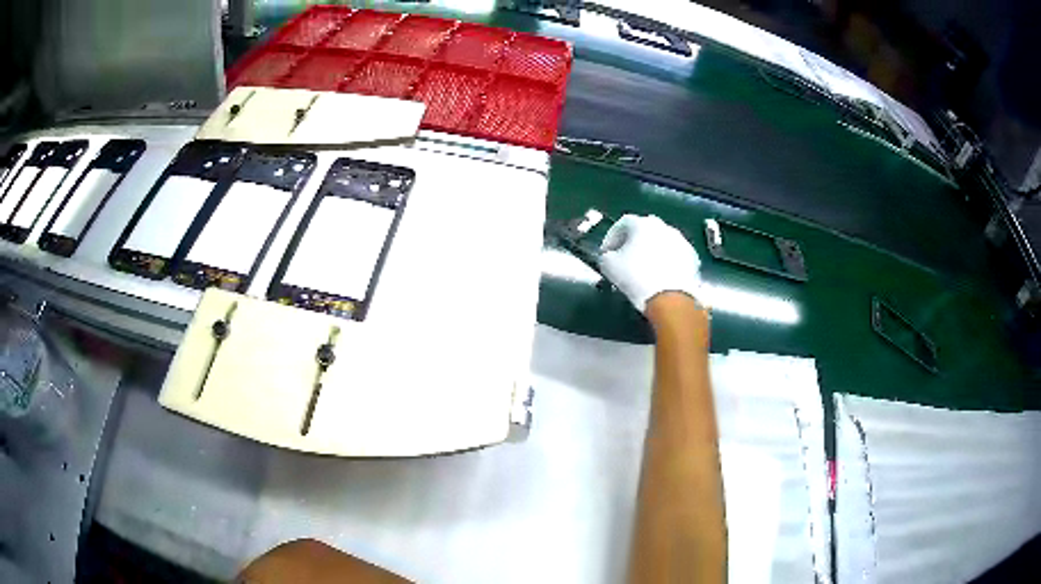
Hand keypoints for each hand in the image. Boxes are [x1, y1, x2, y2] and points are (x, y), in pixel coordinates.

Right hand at [599, 214, 701, 312]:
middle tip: (625, 258)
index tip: (607, 253)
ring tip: (645, 268)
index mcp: (641, 224)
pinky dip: (666, 261)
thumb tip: (609, 255)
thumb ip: (606, 255)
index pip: (622, 224)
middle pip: (643, 230)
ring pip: (661, 242)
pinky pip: (674, 254)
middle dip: (633, 242)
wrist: (670, 299)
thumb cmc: (636, 278)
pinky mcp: (692, 256)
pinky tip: (661, 275)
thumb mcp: (609, 266)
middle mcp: (663, 226)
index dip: (611, 238)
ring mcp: (680, 240)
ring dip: (651, 251)